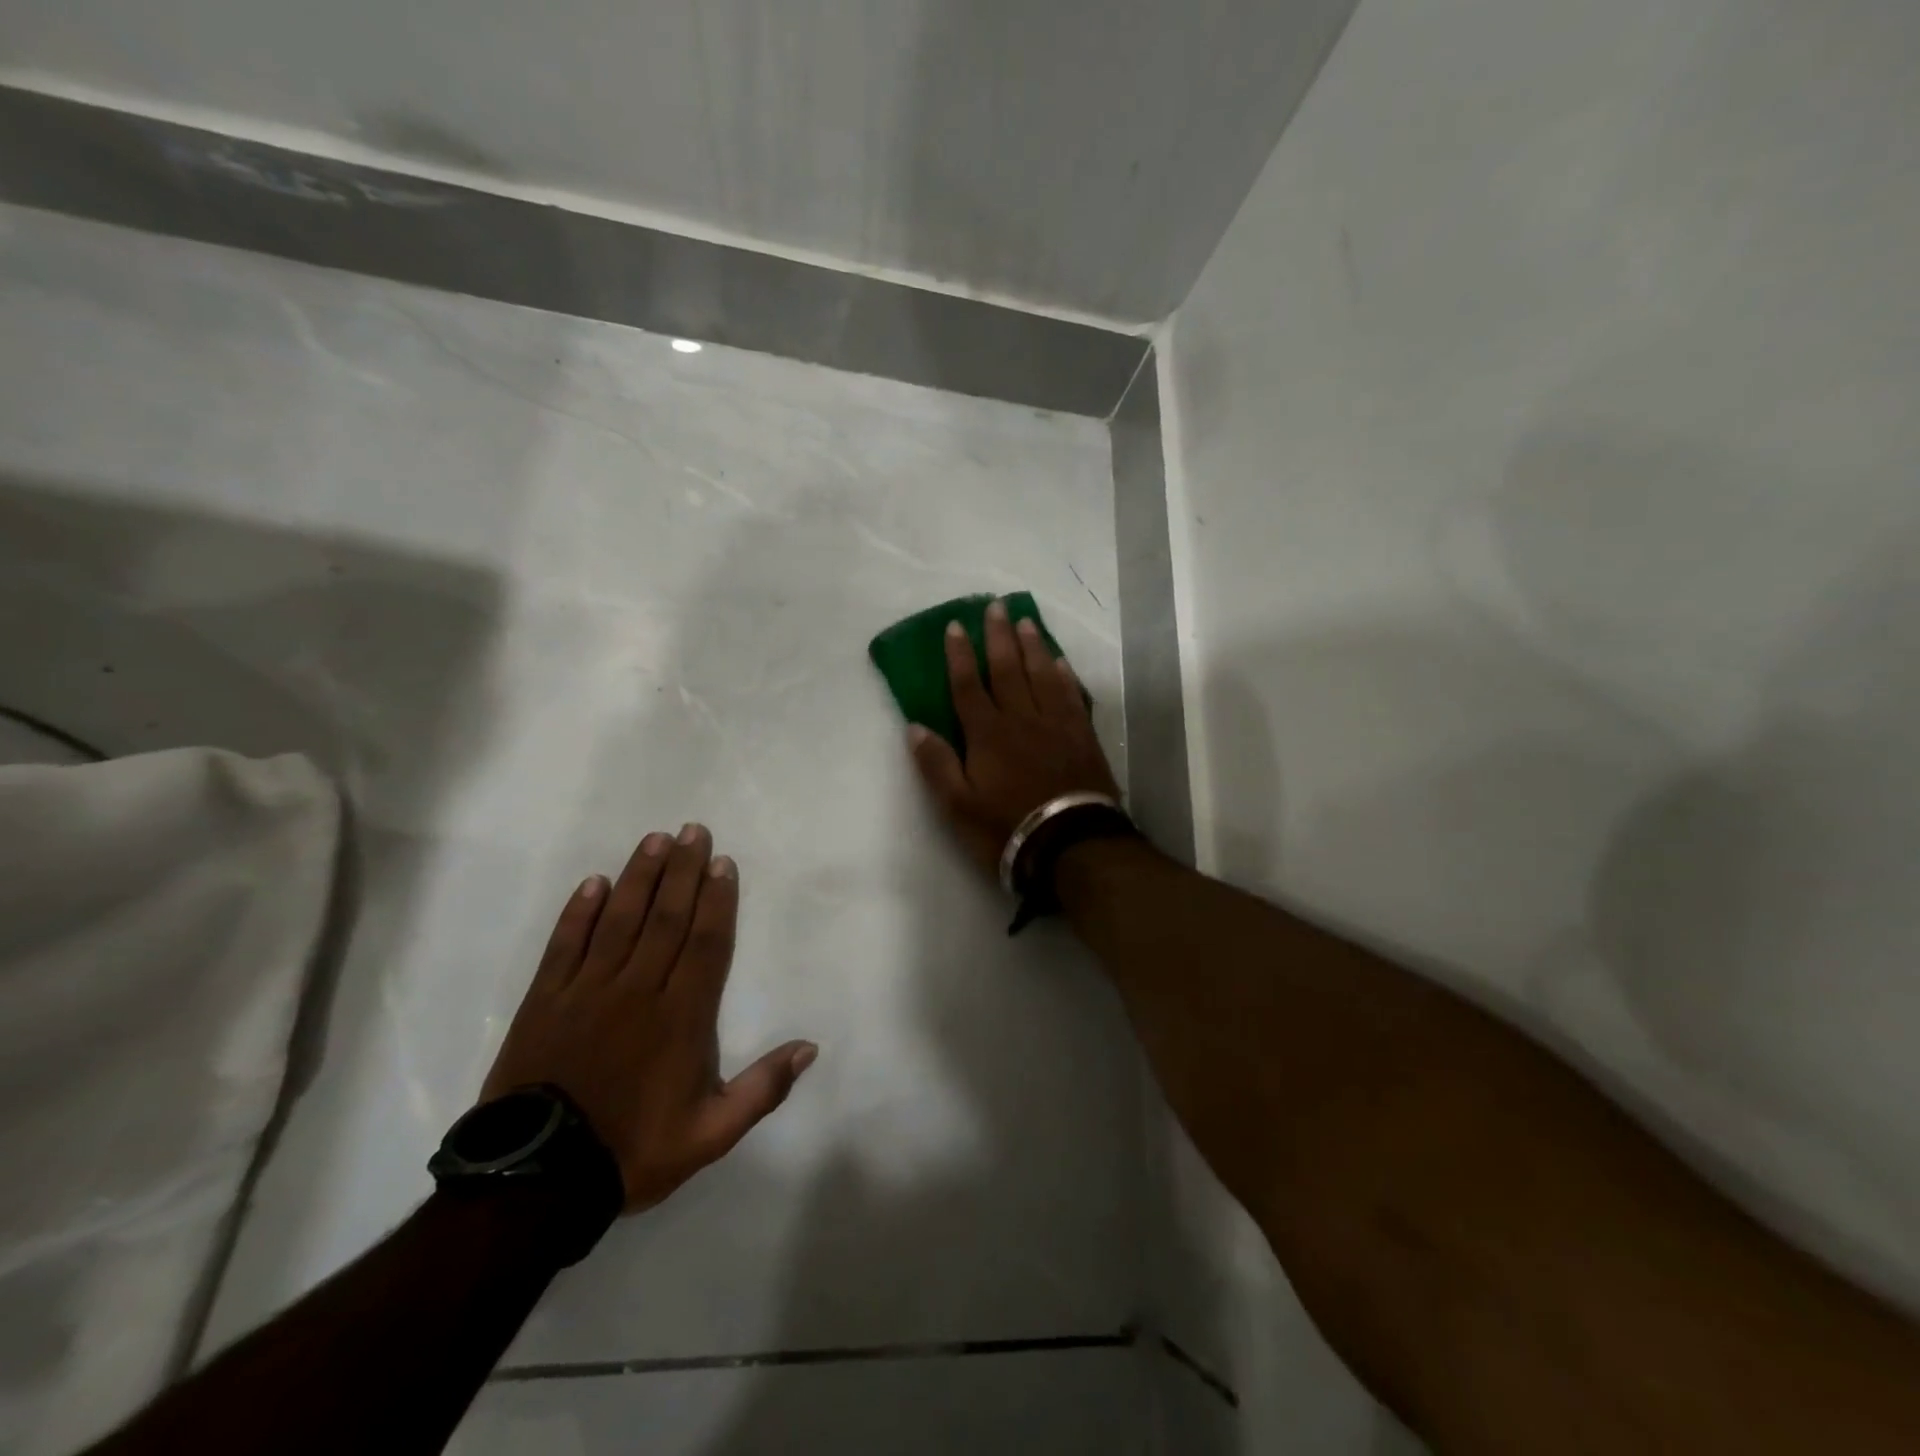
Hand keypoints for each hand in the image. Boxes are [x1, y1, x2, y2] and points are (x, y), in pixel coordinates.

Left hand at [482, 825, 816, 1212]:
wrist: (538, 1184)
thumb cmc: (633, 1151)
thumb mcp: (711, 1134)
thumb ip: (763, 1089)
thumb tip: (810, 1047)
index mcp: (682, 1016)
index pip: (706, 943)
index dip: (717, 900)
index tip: (723, 863)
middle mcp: (639, 990)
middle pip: (666, 918)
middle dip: (683, 871)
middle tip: (693, 831)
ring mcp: (588, 991)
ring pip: (620, 921)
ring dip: (639, 877)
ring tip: (654, 840)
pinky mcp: (545, 1001)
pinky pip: (565, 945)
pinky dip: (579, 912)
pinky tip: (593, 883)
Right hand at [908, 598, 1120, 874]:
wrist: (1070, 844)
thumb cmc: (1006, 827)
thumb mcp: (957, 805)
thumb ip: (936, 764)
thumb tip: (915, 727)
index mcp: (987, 733)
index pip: (968, 685)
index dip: (959, 655)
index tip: (955, 625)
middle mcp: (1021, 718)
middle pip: (1008, 669)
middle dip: (998, 636)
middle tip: (995, 605)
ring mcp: (1056, 725)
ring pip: (1042, 674)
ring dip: (1032, 646)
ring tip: (1025, 621)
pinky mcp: (1083, 736)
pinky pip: (1072, 695)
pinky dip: (1064, 675)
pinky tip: (1060, 662)